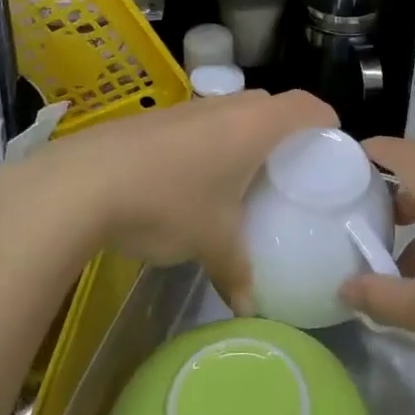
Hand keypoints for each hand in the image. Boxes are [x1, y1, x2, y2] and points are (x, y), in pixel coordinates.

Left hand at [0, 90, 333, 308]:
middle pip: (270, 105)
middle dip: (285, 131)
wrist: (82, 182)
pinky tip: (190, 181)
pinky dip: (207, 143)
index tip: (331, 148)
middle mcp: (225, 106)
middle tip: (287, 171)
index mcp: (254, 126)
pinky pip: (198, 123)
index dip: (326, 121)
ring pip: (230, 112)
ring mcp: (186, 108)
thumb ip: (237, 272)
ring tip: (240, 178)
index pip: (306, 106)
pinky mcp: (154, 119)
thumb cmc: (168, 202)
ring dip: (241, 137)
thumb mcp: (211, 243)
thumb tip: (249, 309)